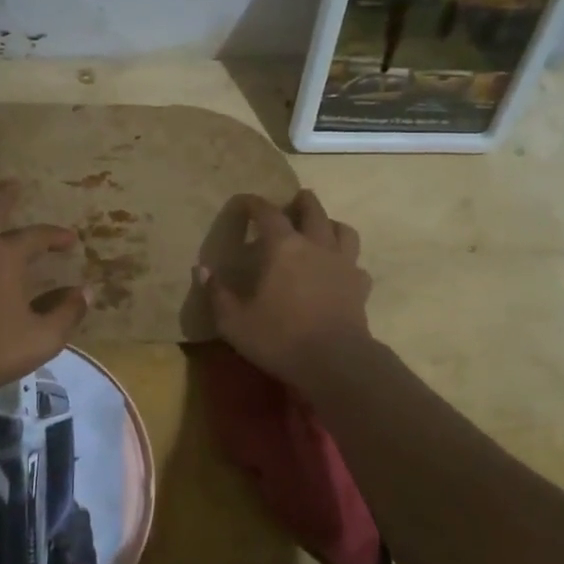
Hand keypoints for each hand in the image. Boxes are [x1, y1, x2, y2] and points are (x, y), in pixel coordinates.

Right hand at [198, 190, 371, 387]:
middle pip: (313, 210)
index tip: (244, 201)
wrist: (335, 362)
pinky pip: (356, 264)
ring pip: (343, 230)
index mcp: (283, 247)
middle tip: (293, 201)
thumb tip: (203, 269)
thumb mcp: (234, 321)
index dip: (254, 203)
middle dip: (301, 202)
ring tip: (321, 229)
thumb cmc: (279, 338)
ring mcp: (343, 264)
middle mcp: (316, 246)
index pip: (267, 213)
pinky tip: (339, 271)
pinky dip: (346, 261)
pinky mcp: (360, 286)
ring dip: (330, 224)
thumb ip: (217, 293)